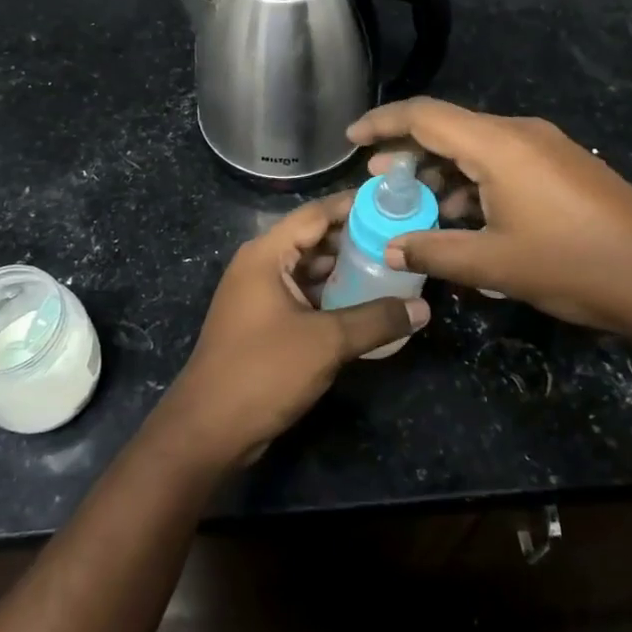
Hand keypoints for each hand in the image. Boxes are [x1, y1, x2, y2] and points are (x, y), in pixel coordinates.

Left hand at [157, 193, 428, 469]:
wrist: (209, 430)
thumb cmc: (264, 371)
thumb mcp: (327, 342)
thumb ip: (376, 320)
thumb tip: (423, 308)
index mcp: (266, 254)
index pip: (315, 214)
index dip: (353, 205)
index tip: (392, 202)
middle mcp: (260, 266)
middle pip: (312, 239)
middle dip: (354, 239)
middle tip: (400, 238)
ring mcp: (259, 295)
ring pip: (308, 270)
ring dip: (344, 270)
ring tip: (390, 268)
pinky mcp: (263, 323)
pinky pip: (302, 296)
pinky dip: (330, 295)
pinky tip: (364, 304)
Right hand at [348, 98, 631, 358]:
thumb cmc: (573, 265)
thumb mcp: (494, 264)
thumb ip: (435, 251)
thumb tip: (392, 248)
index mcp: (498, 145)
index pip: (424, 116)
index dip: (382, 122)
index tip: (351, 138)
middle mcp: (520, 134)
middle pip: (449, 128)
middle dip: (409, 152)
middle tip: (379, 180)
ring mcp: (547, 148)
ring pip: (476, 148)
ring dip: (443, 172)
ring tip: (417, 204)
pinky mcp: (563, 168)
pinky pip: (503, 163)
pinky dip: (473, 182)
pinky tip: (464, 217)